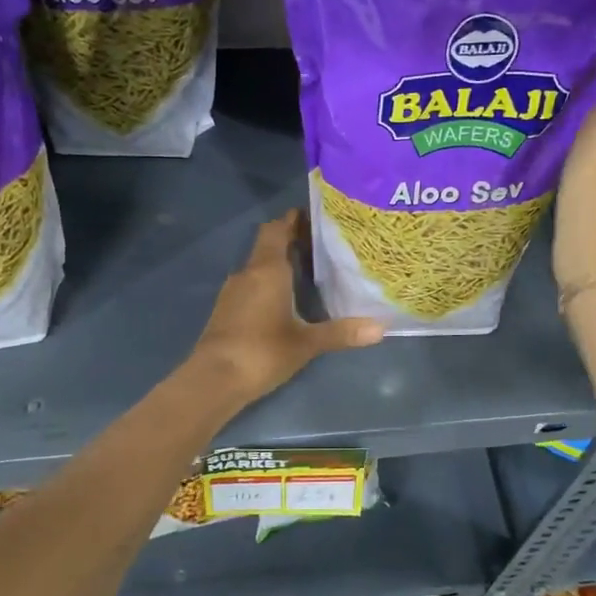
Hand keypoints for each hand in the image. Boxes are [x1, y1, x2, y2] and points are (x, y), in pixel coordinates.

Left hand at [187, 210, 382, 404]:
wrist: (213, 379)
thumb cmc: (262, 352)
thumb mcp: (306, 343)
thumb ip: (342, 332)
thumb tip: (381, 328)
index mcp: (267, 269)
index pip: (277, 229)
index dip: (293, 219)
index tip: (315, 216)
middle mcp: (248, 273)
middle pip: (267, 244)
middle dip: (290, 239)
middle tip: (321, 243)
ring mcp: (233, 291)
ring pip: (258, 265)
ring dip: (279, 262)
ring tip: (309, 269)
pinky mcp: (226, 310)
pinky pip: (251, 284)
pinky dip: (268, 282)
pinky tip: (285, 298)